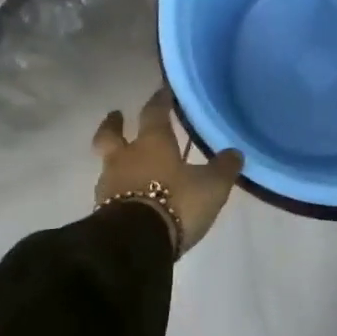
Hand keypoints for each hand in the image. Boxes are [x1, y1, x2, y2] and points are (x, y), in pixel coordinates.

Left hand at [92, 89, 243, 255]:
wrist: (134, 244)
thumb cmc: (175, 202)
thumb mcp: (211, 186)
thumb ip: (223, 168)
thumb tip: (234, 152)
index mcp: (152, 142)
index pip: (154, 112)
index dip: (159, 100)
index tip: (162, 91)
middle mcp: (126, 157)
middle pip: (111, 135)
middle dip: (114, 124)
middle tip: (116, 115)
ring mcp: (109, 185)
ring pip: (109, 164)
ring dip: (116, 160)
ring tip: (126, 165)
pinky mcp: (102, 212)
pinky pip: (109, 192)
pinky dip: (117, 190)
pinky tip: (127, 197)